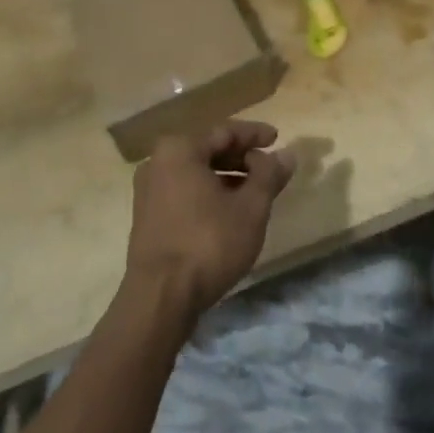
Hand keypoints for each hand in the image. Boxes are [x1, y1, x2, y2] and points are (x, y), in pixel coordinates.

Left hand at [125, 120, 294, 322]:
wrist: (160, 300)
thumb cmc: (208, 243)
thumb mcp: (250, 208)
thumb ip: (269, 175)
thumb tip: (286, 154)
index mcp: (179, 150)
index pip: (224, 132)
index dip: (254, 135)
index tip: (277, 138)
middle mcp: (158, 163)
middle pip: (208, 150)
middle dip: (241, 158)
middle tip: (268, 167)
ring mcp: (148, 192)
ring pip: (196, 173)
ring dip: (227, 178)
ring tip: (255, 191)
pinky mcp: (148, 218)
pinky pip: (185, 192)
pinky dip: (209, 194)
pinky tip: (229, 212)